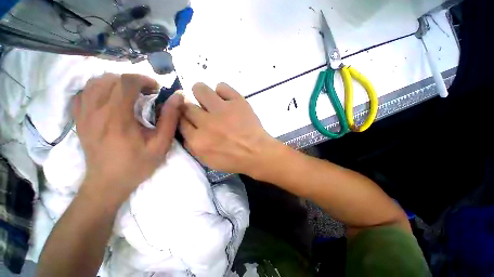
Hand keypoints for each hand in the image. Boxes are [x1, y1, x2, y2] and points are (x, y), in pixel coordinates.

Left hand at [73, 73, 182, 203]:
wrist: (107, 183)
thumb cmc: (137, 164)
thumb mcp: (161, 144)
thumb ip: (170, 119)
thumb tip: (178, 97)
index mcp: (118, 117)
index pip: (126, 82)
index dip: (144, 79)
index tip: (156, 88)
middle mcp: (96, 111)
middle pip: (111, 79)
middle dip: (133, 80)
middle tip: (146, 92)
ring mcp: (83, 114)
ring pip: (94, 82)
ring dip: (115, 82)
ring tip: (130, 93)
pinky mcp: (79, 119)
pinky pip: (83, 93)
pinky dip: (97, 89)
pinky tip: (109, 98)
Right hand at [179, 83, 275, 175]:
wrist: (257, 153)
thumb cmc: (234, 160)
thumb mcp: (208, 160)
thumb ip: (192, 145)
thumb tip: (186, 128)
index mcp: (197, 140)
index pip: (179, 121)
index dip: (184, 117)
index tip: (190, 117)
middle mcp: (206, 123)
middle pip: (187, 105)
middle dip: (191, 107)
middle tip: (203, 111)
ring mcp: (222, 110)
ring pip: (200, 89)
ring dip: (202, 93)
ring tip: (211, 101)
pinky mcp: (237, 101)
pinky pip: (222, 87)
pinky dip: (222, 92)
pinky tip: (227, 100)